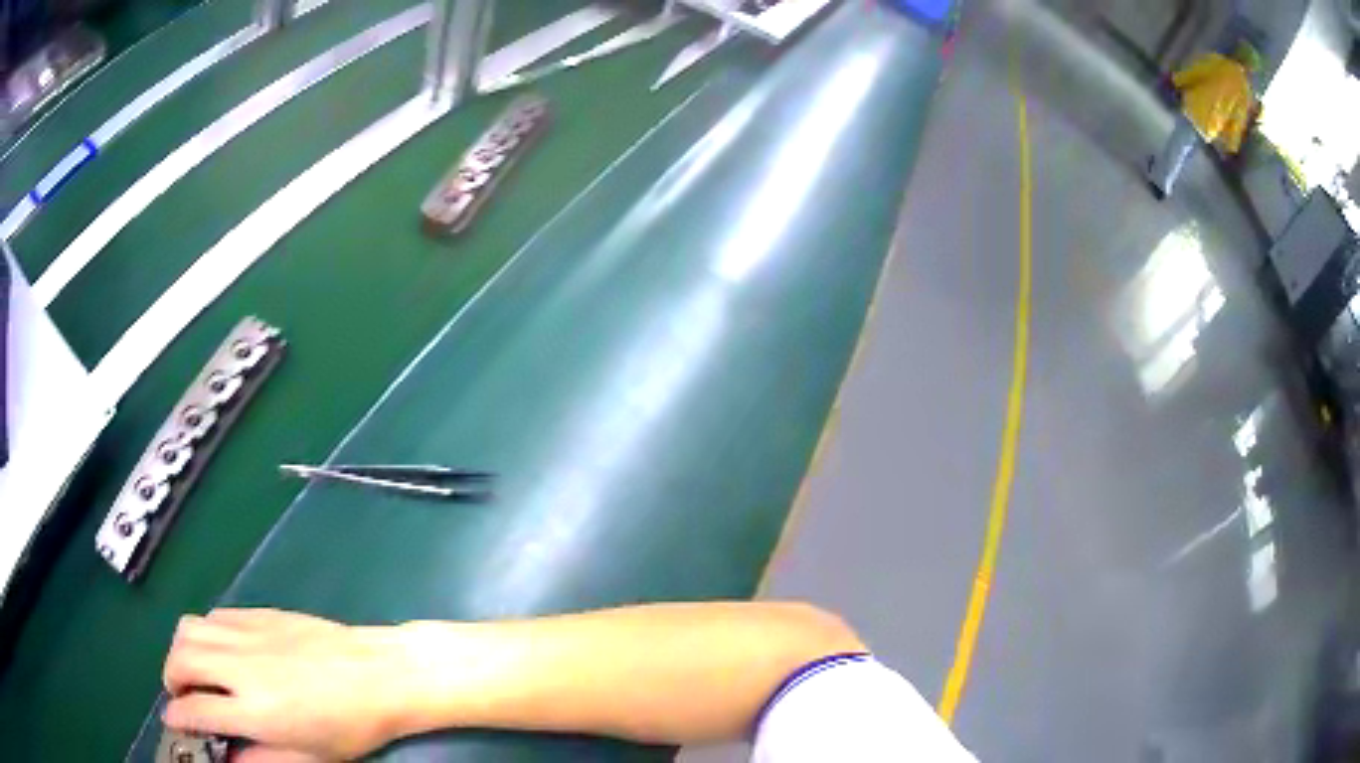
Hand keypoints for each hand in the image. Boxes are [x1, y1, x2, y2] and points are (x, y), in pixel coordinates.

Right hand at [163, 609, 414, 760]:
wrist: (379, 673)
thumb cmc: (350, 726)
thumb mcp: (309, 757)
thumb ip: (261, 759)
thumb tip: (228, 760)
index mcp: (254, 710)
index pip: (196, 709)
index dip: (178, 716)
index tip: (172, 720)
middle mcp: (241, 667)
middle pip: (180, 660)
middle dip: (171, 678)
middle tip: (180, 694)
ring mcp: (248, 634)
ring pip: (189, 628)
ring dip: (180, 649)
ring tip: (192, 670)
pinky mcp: (259, 613)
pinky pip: (214, 615)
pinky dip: (204, 632)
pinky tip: (218, 649)